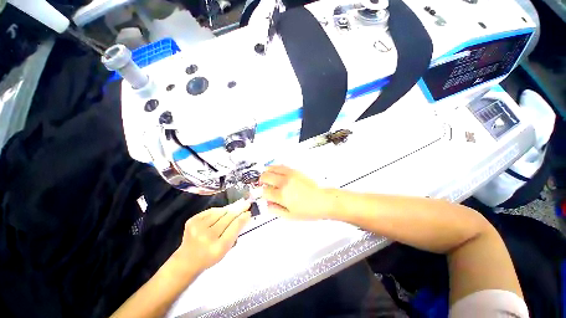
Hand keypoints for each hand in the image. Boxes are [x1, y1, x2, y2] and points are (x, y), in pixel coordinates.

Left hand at [173, 199, 250, 273]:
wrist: (187, 260)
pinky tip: (223, 211)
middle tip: (246, 204)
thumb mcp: (226, 249)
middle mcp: (207, 236)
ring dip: (229, 209)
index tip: (248, 212)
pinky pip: (211, 211)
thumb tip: (245, 216)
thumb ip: (235, 232)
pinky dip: (219, 210)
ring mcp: (198, 227)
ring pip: (220, 212)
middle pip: (228, 217)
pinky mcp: (192, 221)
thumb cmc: (210, 256)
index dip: (242, 218)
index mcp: (218, 247)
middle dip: (239, 210)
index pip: (234, 227)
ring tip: (236, 206)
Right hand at [259, 165, 329, 219]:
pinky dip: (274, 167)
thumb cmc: (308, 210)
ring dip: (266, 173)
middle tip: (262, 185)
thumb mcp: (289, 215)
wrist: (322, 200)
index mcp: (281, 195)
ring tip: (266, 177)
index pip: (264, 191)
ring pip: (271, 169)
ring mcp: (289, 175)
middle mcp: (284, 183)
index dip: (261, 194)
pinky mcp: (294, 171)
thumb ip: (275, 210)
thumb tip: (267, 204)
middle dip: (261, 181)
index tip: (263, 195)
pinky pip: (281, 166)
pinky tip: (274, 170)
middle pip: (265, 177)